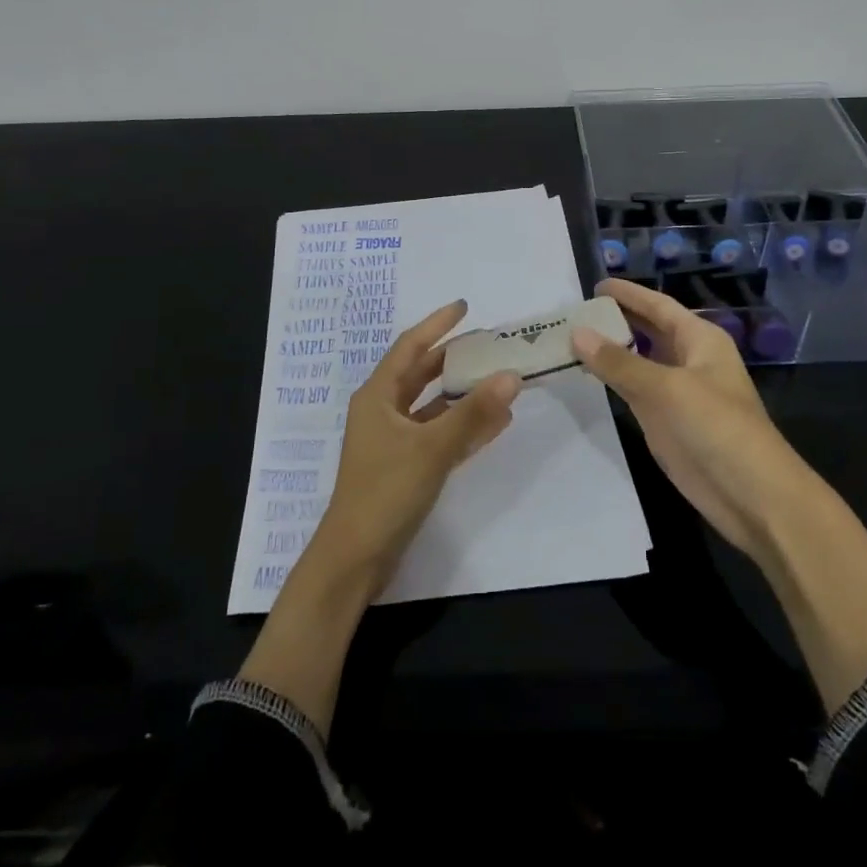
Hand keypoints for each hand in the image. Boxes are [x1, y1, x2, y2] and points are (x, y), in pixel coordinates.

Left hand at [239, 300, 518, 735]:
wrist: (355, 560)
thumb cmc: (385, 492)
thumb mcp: (432, 449)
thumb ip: (473, 413)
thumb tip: (511, 375)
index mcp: (377, 396)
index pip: (410, 347)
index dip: (436, 324)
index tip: (464, 306)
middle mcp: (383, 411)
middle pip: (421, 373)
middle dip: (453, 357)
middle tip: (488, 342)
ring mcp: (393, 440)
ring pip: (432, 405)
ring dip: (463, 393)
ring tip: (498, 377)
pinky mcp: (405, 466)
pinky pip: (438, 434)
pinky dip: (463, 425)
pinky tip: (495, 422)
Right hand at [570, 277, 812, 561]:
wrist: (751, 495)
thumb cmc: (716, 427)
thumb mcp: (666, 388)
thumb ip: (619, 362)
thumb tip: (576, 332)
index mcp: (700, 339)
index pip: (658, 306)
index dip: (629, 294)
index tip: (595, 284)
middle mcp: (689, 359)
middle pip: (648, 330)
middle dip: (616, 319)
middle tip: (575, 311)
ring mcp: (677, 392)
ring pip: (639, 361)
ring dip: (611, 350)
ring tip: (572, 337)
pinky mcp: (666, 421)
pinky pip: (634, 390)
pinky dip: (612, 379)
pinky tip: (588, 373)